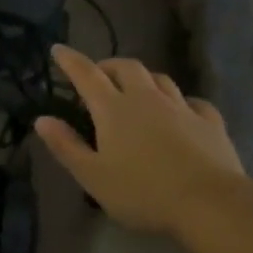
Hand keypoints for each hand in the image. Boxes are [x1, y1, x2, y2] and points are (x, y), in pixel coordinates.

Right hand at [33, 45, 243, 234]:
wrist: (210, 204)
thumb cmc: (142, 192)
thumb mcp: (93, 176)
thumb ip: (66, 146)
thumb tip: (42, 119)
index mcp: (113, 109)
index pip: (86, 74)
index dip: (70, 60)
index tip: (58, 49)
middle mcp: (146, 99)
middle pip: (126, 67)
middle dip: (109, 66)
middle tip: (99, 76)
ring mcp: (181, 108)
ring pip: (160, 79)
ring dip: (143, 79)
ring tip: (136, 90)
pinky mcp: (210, 123)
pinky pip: (193, 102)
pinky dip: (181, 101)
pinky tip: (182, 111)